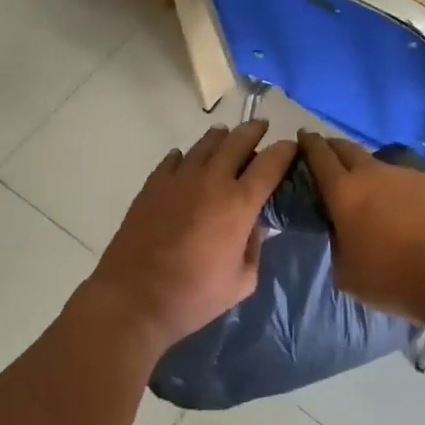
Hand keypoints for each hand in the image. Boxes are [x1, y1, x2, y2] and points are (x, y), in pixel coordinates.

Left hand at [82, 119, 297, 353]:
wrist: (133, 298)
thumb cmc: (194, 296)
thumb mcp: (241, 281)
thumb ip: (255, 247)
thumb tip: (255, 225)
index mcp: (240, 203)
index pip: (271, 163)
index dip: (285, 150)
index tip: (291, 147)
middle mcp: (212, 180)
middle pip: (238, 140)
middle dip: (254, 130)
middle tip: (262, 126)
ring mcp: (179, 178)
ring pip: (206, 143)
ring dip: (222, 137)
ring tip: (227, 136)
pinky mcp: (153, 184)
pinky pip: (174, 159)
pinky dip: (185, 156)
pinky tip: (185, 160)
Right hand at [298, 131, 424, 326]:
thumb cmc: (393, 279)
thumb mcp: (348, 273)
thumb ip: (338, 244)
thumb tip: (343, 232)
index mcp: (344, 192)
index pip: (319, 156)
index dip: (308, 144)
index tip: (302, 136)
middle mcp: (373, 173)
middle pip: (347, 147)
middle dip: (333, 147)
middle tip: (327, 155)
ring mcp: (406, 174)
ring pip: (378, 162)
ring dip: (367, 169)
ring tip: (369, 188)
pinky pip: (406, 178)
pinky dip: (397, 187)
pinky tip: (405, 207)